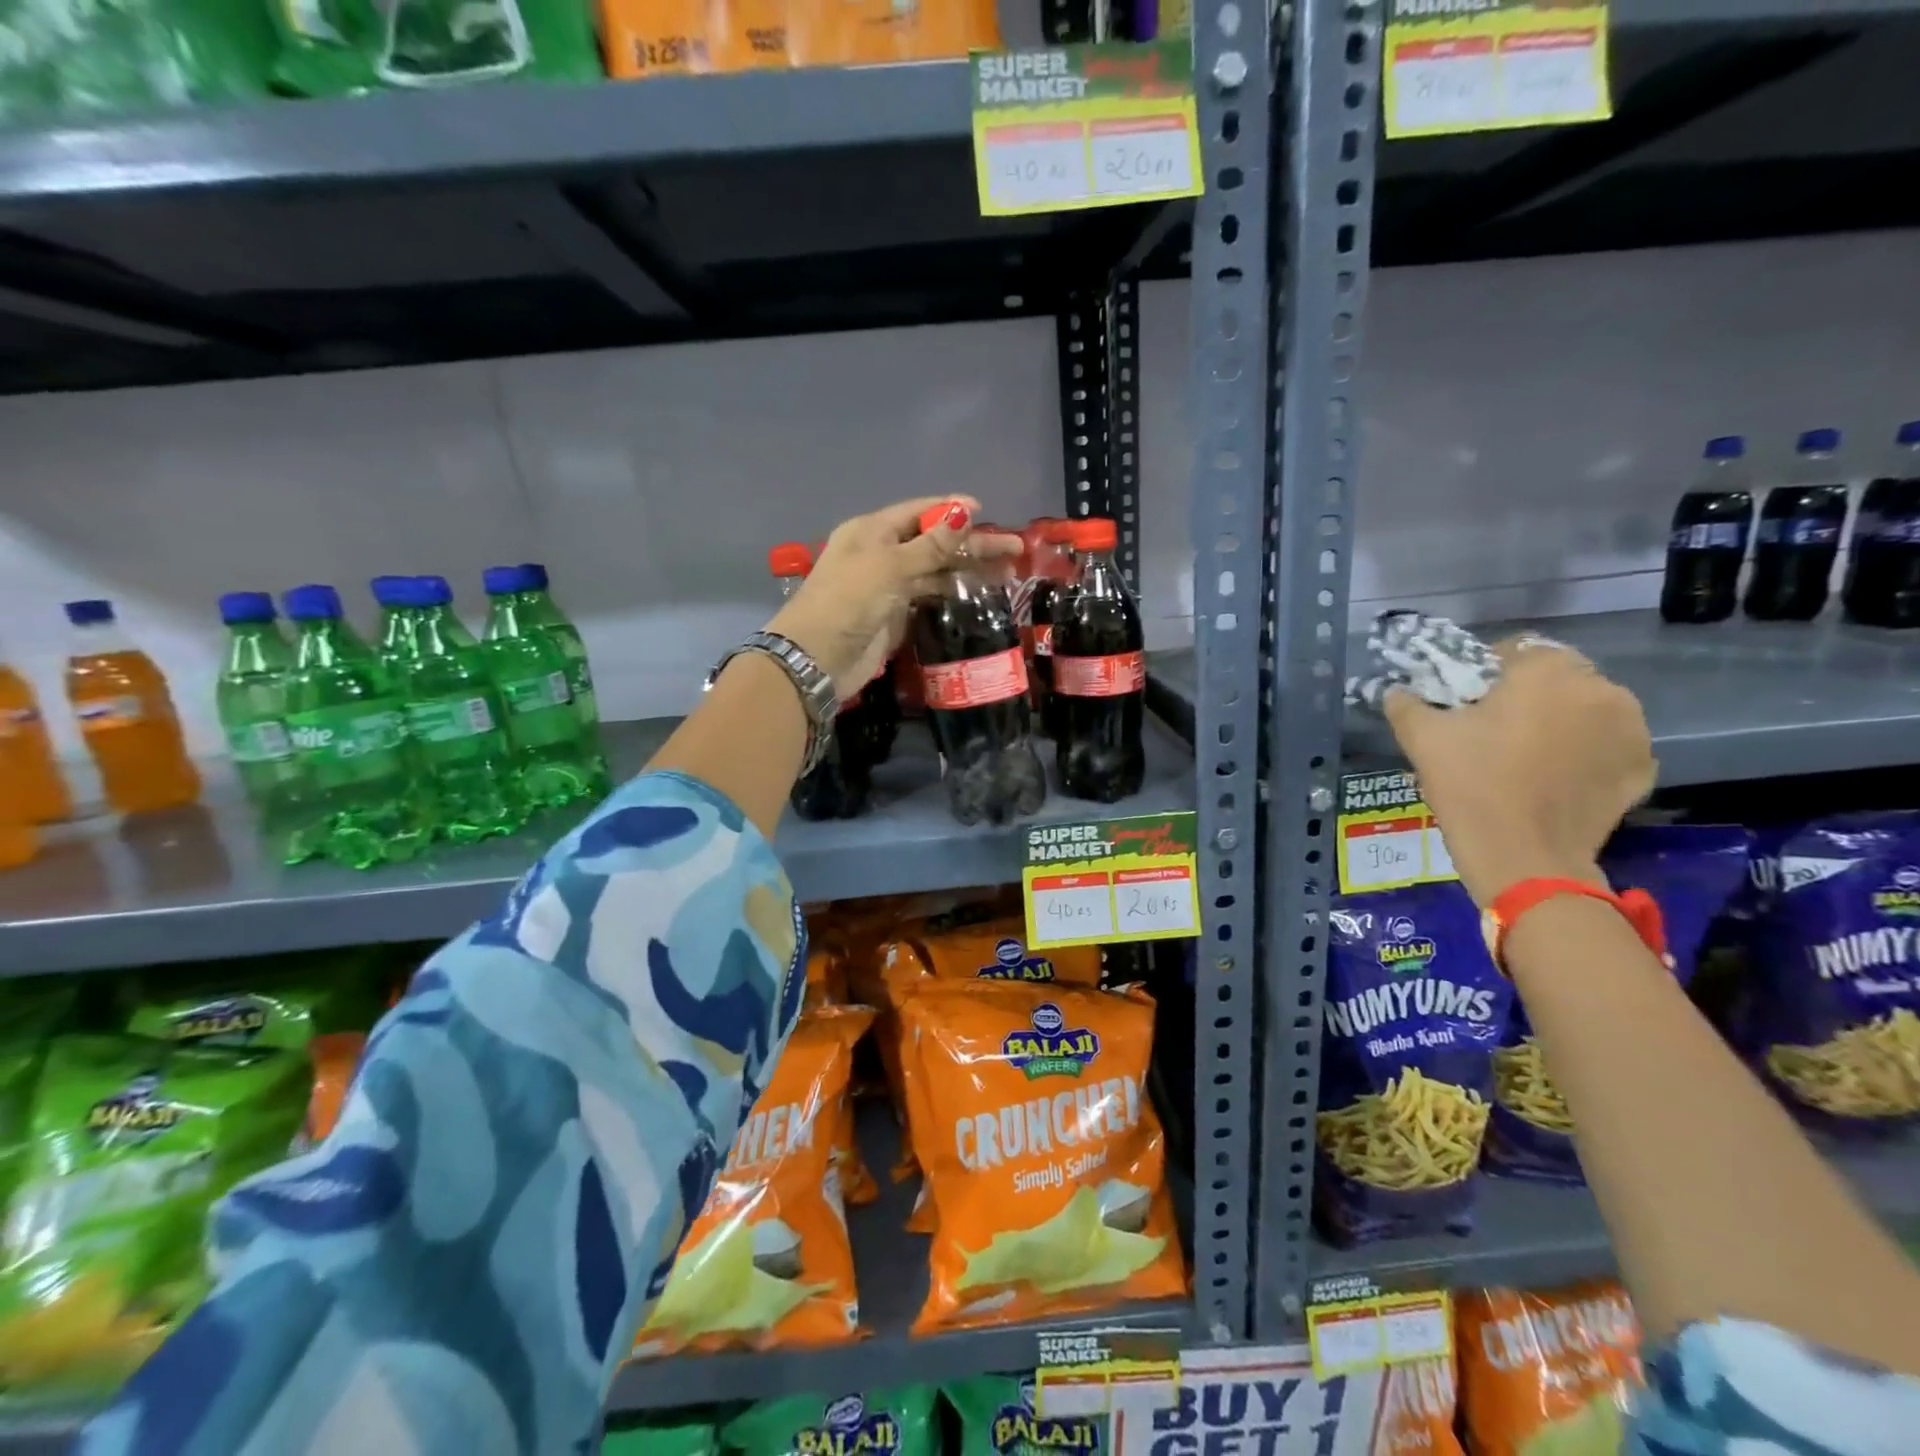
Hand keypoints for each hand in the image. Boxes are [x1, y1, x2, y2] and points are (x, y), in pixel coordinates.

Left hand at [768, 497, 1020, 696]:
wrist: (817, 660)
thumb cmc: (848, 602)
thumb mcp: (889, 567)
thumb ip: (930, 545)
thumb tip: (964, 512)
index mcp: (871, 531)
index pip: (918, 512)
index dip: (951, 510)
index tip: (986, 511)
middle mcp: (880, 554)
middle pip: (933, 542)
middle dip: (971, 544)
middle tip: (1014, 549)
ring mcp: (888, 586)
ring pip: (935, 571)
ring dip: (967, 570)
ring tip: (1008, 573)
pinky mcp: (895, 616)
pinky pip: (930, 598)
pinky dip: (953, 594)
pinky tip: (979, 594)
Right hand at [1382, 635, 1656, 905]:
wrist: (1524, 857)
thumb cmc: (1472, 785)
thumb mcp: (1421, 739)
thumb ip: (1405, 704)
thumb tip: (1396, 691)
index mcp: (1547, 671)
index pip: (1514, 649)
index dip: (1484, 671)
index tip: (1464, 701)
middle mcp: (1600, 688)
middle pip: (1555, 677)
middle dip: (1527, 695)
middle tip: (1491, 729)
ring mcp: (1630, 729)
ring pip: (1585, 708)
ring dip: (1559, 720)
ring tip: (1524, 754)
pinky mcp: (1640, 767)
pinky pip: (1606, 745)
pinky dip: (1583, 752)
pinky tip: (1553, 777)